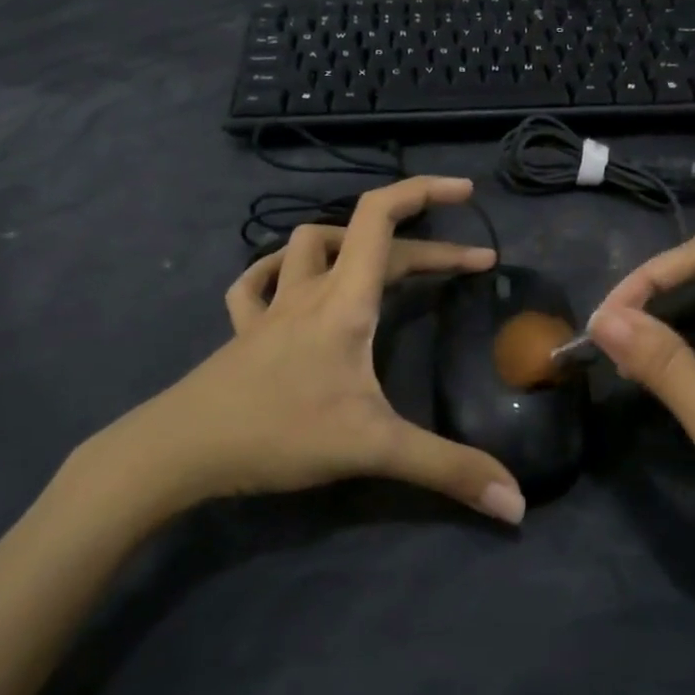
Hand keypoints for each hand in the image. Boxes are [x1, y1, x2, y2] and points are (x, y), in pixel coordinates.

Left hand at [79, 177, 525, 527]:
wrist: (177, 452)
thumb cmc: (277, 434)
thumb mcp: (373, 448)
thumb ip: (448, 469)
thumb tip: (517, 502)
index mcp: (344, 300)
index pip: (381, 218)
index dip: (425, 192)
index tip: (467, 194)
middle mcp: (308, 291)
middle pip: (367, 239)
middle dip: (425, 246)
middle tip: (467, 268)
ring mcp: (269, 309)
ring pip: (306, 245)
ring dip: (349, 242)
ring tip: (382, 264)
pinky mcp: (242, 333)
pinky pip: (256, 283)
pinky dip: (279, 272)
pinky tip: (289, 284)